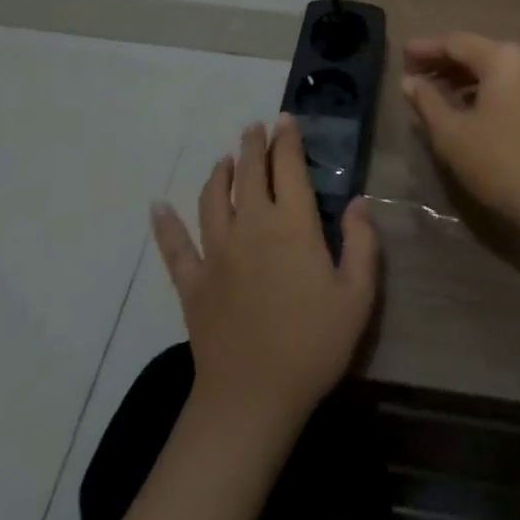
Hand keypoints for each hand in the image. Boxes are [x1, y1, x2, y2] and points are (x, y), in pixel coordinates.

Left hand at [150, 115, 378, 431]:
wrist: (253, 399)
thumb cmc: (313, 344)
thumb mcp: (357, 296)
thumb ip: (362, 242)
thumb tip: (360, 200)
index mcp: (292, 224)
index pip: (289, 167)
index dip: (287, 140)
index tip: (285, 119)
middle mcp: (252, 225)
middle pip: (249, 173)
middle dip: (253, 145)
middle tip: (255, 127)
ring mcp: (218, 252)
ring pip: (213, 199)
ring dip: (218, 174)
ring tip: (224, 160)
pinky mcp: (193, 283)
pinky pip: (175, 248)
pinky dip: (165, 226)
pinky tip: (157, 208)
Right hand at [403, 33, 519, 233]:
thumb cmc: (498, 161)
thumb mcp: (452, 132)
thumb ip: (427, 101)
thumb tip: (409, 81)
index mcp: (501, 57)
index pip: (455, 42)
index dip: (425, 49)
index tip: (400, 57)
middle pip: (472, 51)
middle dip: (440, 62)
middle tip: (410, 75)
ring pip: (486, 68)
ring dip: (456, 77)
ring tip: (427, 92)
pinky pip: (500, 83)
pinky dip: (475, 89)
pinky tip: (455, 106)